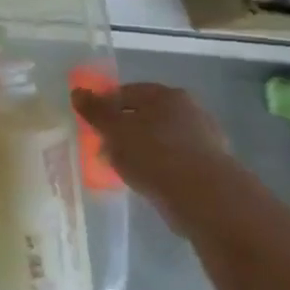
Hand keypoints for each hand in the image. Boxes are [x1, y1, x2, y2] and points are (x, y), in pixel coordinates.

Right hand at [71, 82, 238, 206]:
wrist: (206, 198)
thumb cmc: (153, 153)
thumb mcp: (113, 129)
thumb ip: (94, 110)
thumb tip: (77, 92)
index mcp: (166, 95)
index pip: (125, 93)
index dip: (104, 107)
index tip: (91, 126)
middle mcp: (189, 110)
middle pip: (144, 116)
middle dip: (123, 130)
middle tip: (104, 148)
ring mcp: (204, 139)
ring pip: (159, 139)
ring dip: (141, 150)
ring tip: (123, 168)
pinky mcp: (211, 167)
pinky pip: (173, 161)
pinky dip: (158, 167)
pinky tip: (146, 180)